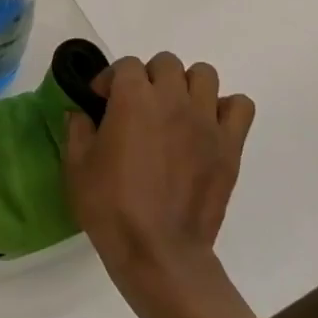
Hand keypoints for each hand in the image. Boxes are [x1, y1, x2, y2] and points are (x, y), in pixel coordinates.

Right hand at [64, 52, 254, 291]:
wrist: (159, 253)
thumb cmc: (111, 208)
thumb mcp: (76, 166)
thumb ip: (77, 129)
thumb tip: (81, 113)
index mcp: (133, 98)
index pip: (126, 65)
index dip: (111, 80)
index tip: (102, 102)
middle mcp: (172, 99)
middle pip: (167, 63)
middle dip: (149, 77)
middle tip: (139, 107)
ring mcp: (206, 121)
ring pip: (205, 75)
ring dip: (187, 86)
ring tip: (175, 112)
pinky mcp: (230, 146)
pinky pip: (240, 107)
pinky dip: (225, 110)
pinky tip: (207, 128)